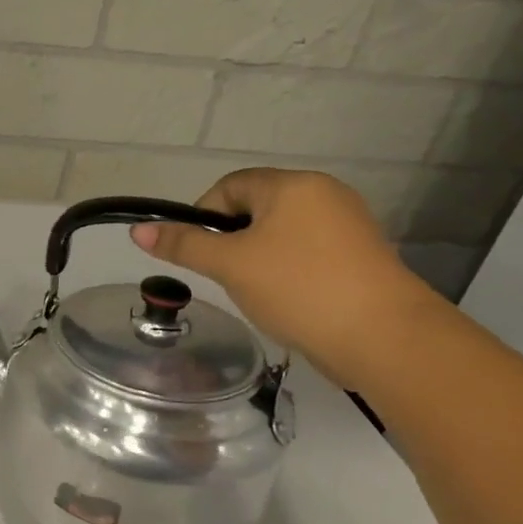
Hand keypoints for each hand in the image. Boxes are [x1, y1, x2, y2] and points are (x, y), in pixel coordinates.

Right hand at [131, 167, 439, 389]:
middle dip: (232, 240)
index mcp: (293, 185)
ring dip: (258, 258)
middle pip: (256, 208)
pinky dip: (288, 271)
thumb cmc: (299, 288)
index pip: (230, 186)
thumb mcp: (230, 265)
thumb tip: (137, 230)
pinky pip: (308, 253)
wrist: (386, 338)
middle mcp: (324, 194)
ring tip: (256, 292)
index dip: (203, 215)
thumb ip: (184, 244)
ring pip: (281, 233)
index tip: (198, 253)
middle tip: (225, 276)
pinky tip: (287, 300)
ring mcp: (348, 225)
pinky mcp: (361, 257)